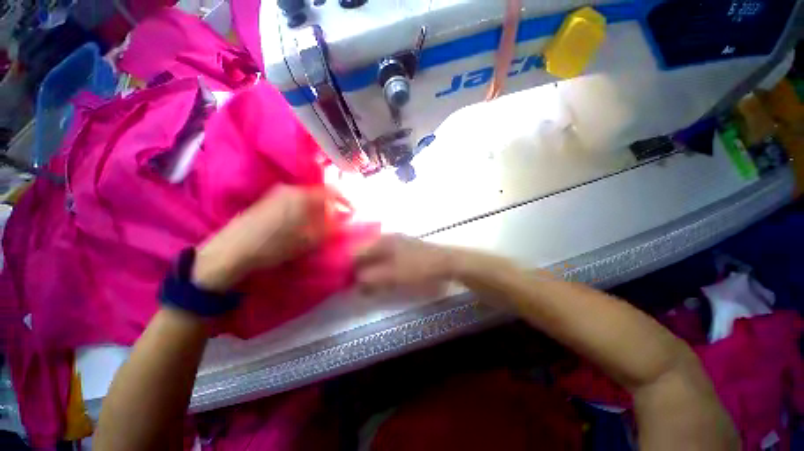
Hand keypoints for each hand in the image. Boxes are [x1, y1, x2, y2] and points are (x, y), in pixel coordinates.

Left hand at [193, 185, 342, 291]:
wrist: (231, 251)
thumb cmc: (274, 246)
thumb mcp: (308, 240)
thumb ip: (330, 228)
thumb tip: (344, 220)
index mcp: (302, 195)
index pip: (332, 191)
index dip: (346, 200)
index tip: (353, 212)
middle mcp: (290, 189)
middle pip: (319, 193)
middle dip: (331, 206)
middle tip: (337, 221)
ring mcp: (277, 193)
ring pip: (307, 197)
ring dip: (318, 209)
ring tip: (321, 224)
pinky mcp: (267, 201)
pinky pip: (294, 201)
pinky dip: (305, 210)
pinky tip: (303, 224)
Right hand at [354, 235, 458, 295]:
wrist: (445, 262)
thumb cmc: (418, 268)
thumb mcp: (392, 276)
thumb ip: (370, 279)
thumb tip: (353, 283)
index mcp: (381, 241)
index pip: (355, 252)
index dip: (348, 267)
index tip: (345, 282)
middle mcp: (385, 238)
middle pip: (364, 253)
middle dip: (359, 270)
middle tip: (358, 286)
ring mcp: (396, 242)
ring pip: (375, 256)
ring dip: (370, 270)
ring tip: (370, 285)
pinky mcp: (403, 249)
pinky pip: (385, 258)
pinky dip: (381, 268)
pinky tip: (384, 278)